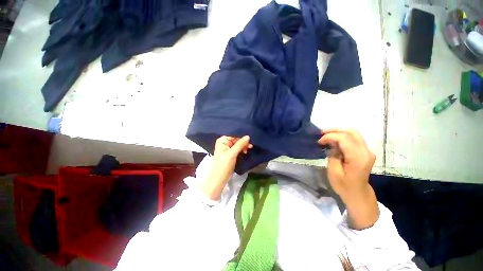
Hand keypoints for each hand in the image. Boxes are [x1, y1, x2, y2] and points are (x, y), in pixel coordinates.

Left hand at [200, 136, 252, 199]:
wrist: (219, 178)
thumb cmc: (223, 165)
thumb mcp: (232, 154)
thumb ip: (240, 144)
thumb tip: (248, 136)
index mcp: (222, 140)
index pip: (234, 135)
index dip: (241, 136)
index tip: (250, 139)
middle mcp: (224, 142)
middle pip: (236, 139)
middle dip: (243, 142)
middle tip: (250, 145)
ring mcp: (227, 147)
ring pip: (238, 143)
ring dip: (243, 146)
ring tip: (249, 149)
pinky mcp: (230, 152)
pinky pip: (237, 148)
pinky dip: (242, 149)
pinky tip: (245, 151)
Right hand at [318, 129, 377, 228]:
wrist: (358, 194)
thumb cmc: (344, 186)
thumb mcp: (333, 172)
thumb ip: (333, 155)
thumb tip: (332, 144)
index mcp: (358, 158)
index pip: (344, 138)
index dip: (330, 136)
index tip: (319, 141)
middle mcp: (366, 151)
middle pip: (351, 132)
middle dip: (335, 130)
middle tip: (321, 133)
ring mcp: (367, 150)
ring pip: (353, 133)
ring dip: (338, 132)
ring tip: (326, 135)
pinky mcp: (365, 151)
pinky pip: (354, 138)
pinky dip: (343, 136)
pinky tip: (334, 140)